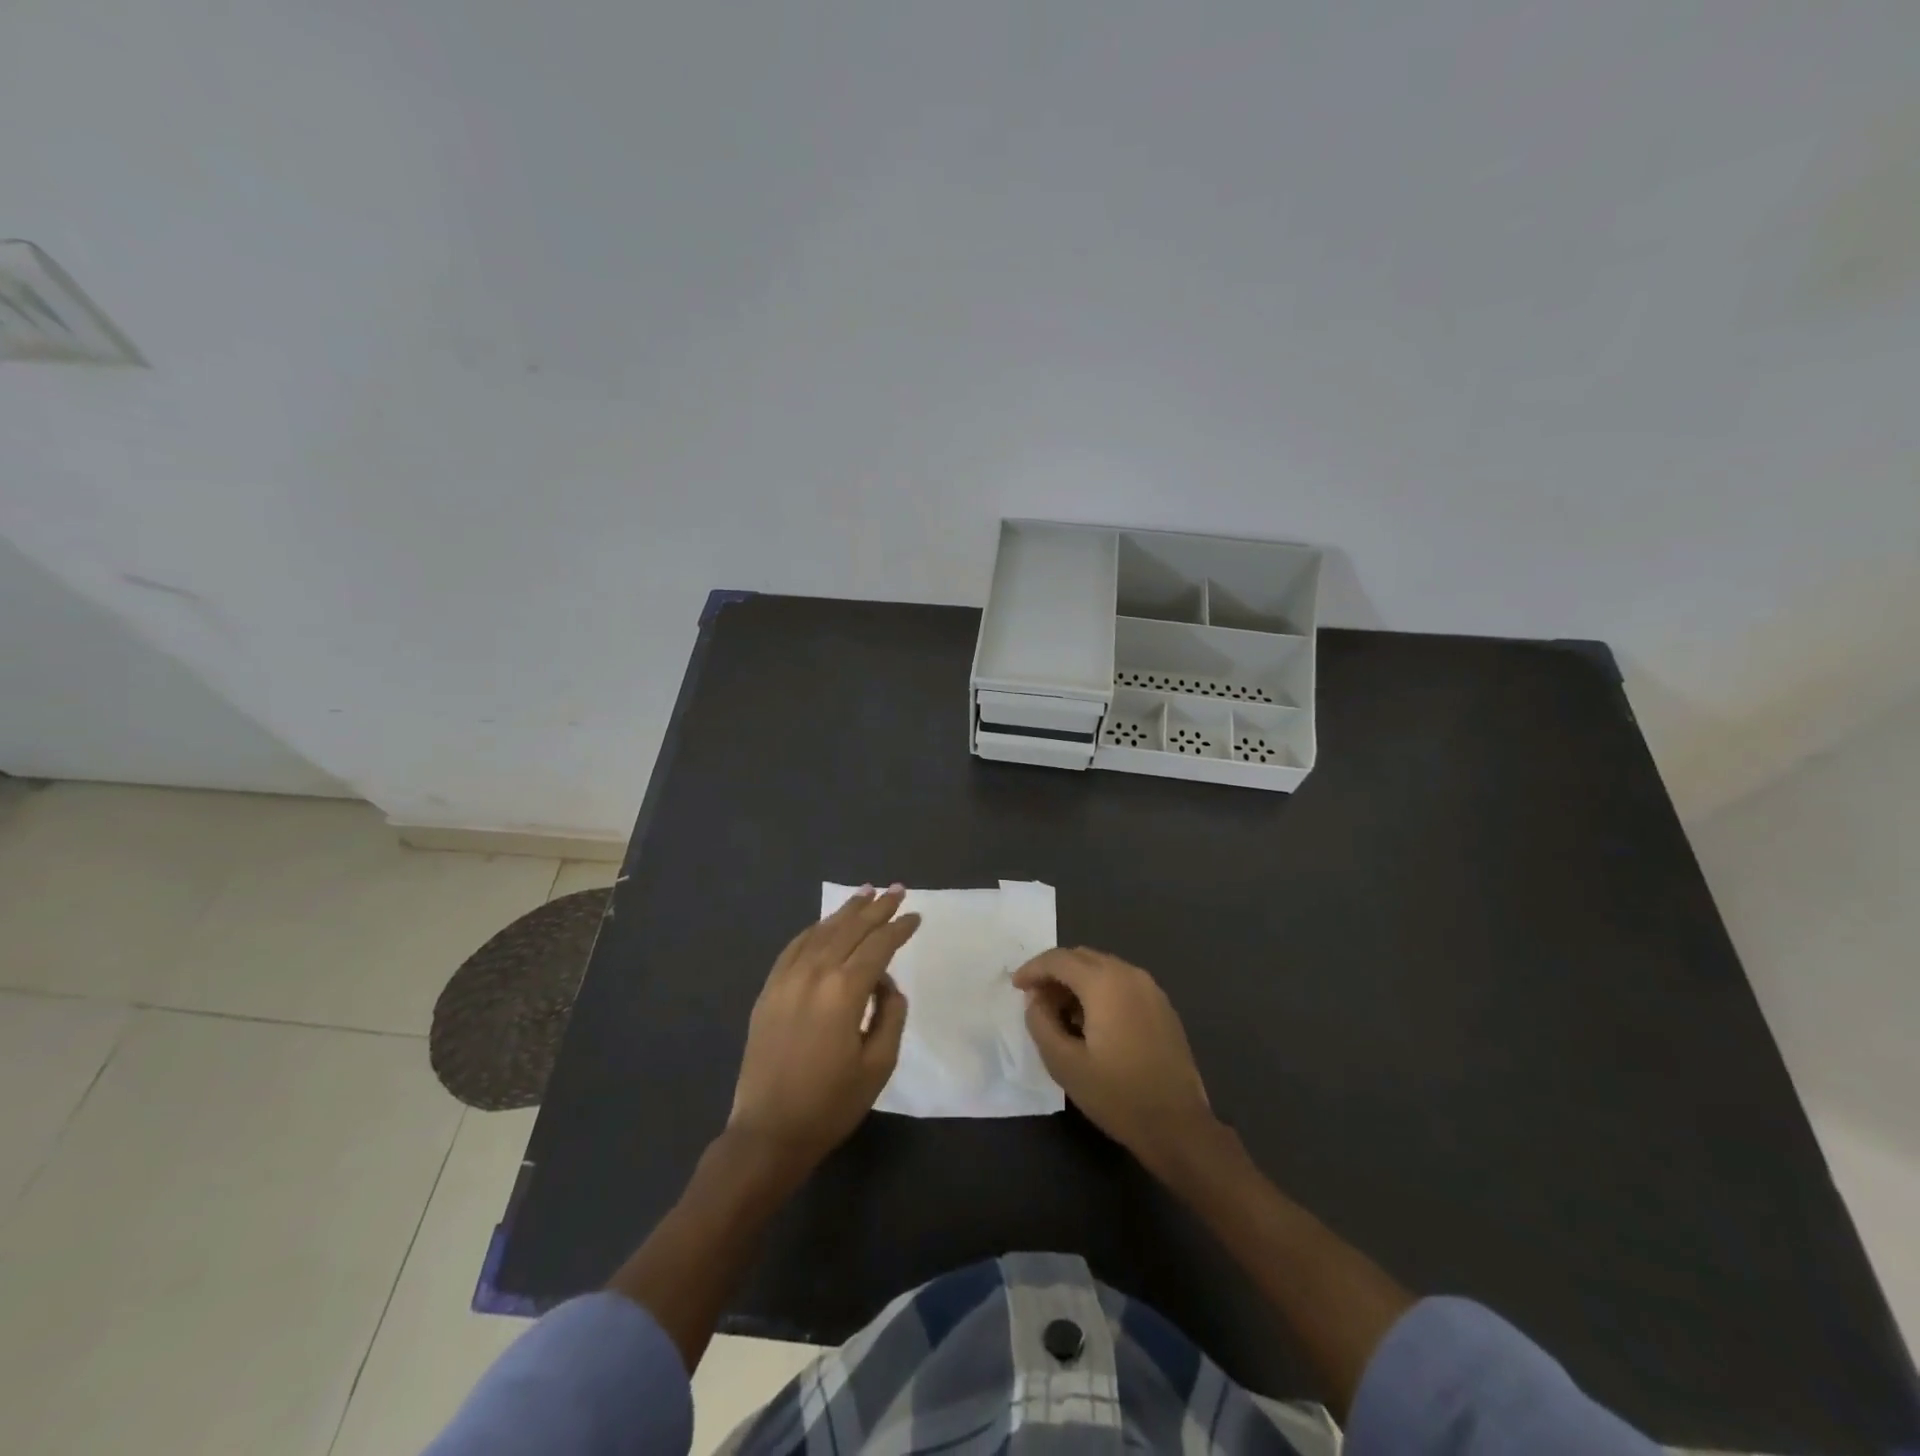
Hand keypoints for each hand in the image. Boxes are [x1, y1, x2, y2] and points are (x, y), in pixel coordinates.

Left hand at [728, 885, 918, 1171]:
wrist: (768, 1132)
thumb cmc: (831, 1104)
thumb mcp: (879, 1064)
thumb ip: (891, 1014)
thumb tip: (886, 984)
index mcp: (844, 991)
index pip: (878, 946)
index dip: (899, 928)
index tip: (915, 916)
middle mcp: (814, 974)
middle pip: (850, 929)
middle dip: (876, 908)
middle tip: (896, 889)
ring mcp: (786, 979)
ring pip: (821, 932)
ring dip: (846, 911)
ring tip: (866, 893)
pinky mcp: (768, 991)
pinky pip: (794, 947)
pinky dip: (814, 930)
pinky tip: (825, 924)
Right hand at [1013, 947, 1212, 1165]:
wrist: (1178, 1126)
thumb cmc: (1117, 1095)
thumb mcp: (1064, 1064)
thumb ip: (1041, 1023)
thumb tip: (1035, 999)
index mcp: (1105, 982)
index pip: (1059, 959)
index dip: (1033, 969)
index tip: (1016, 987)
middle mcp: (1129, 974)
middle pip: (1082, 957)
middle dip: (1054, 972)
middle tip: (1035, 999)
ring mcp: (1151, 989)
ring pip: (1103, 968)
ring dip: (1076, 981)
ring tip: (1059, 1012)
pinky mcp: (1162, 1006)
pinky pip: (1122, 983)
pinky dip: (1099, 990)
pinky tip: (1090, 1021)